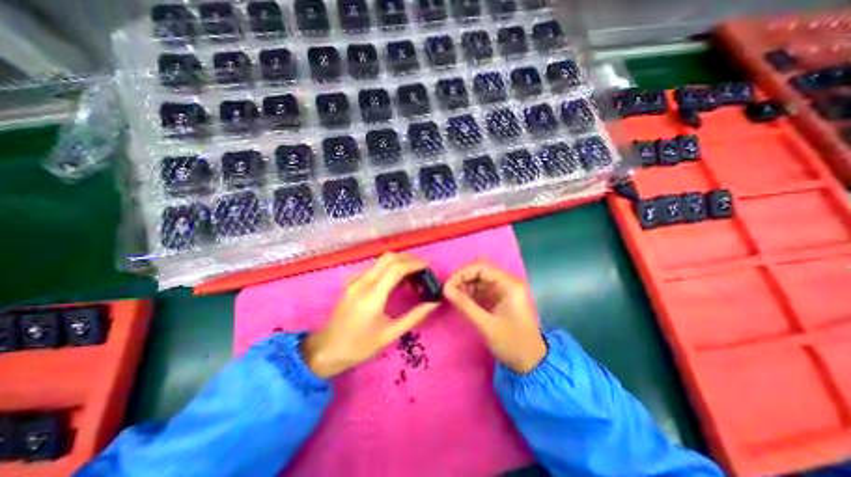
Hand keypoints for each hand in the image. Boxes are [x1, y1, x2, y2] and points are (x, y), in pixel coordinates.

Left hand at [300, 252, 437, 376]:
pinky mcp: (351, 282)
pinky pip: (374, 267)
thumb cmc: (359, 346)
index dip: (415, 264)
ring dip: (399, 261)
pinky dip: (388, 267)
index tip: (428, 267)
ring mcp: (355, 280)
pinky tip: (395, 280)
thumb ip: (414, 316)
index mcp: (373, 295)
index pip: (396, 268)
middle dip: (408, 258)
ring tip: (413, 274)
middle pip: (389, 257)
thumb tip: (433, 303)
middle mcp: (363, 282)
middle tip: (422, 268)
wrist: (326, 350)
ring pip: (380, 260)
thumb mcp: (390, 334)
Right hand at [446, 260, 543, 374]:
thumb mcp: (486, 324)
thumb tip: (445, 289)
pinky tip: (461, 300)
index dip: (462, 273)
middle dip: (463, 278)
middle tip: (448, 291)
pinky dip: (471, 292)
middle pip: (480, 270)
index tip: (448, 286)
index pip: (481, 267)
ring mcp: (505, 289)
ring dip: (465, 285)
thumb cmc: (512, 343)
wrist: (532, 362)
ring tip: (453, 297)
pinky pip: (482, 288)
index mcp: (509, 284)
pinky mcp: (501, 297)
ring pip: (480, 279)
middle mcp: (508, 282)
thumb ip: (465, 304)